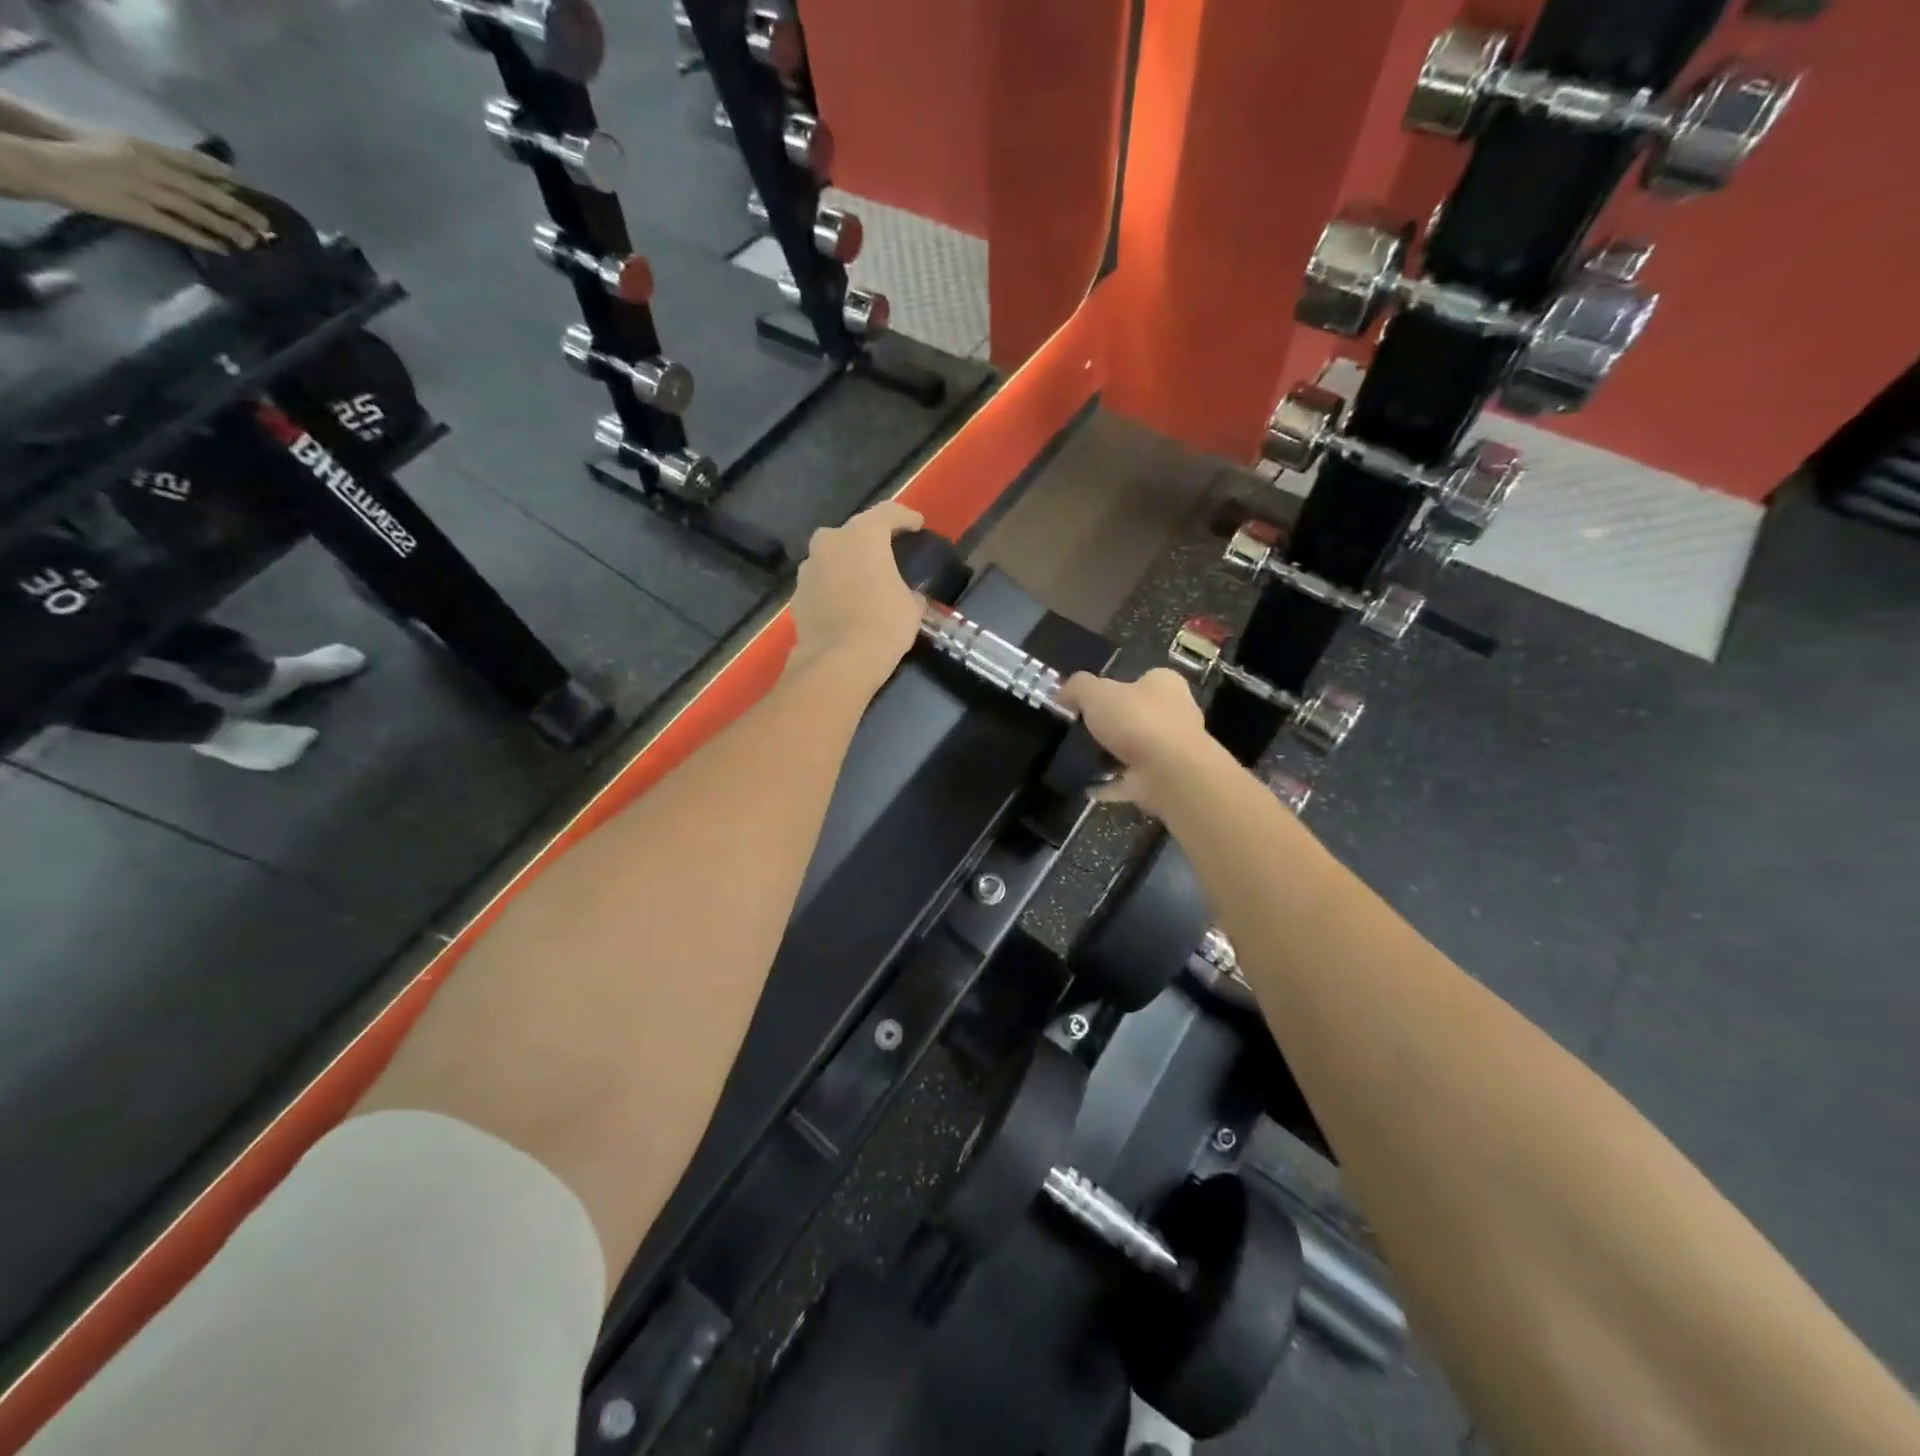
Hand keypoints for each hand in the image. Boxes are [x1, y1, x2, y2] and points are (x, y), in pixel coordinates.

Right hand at [27, 134, 270, 251]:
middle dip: (240, 210)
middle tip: (267, 226)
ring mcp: (145, 191)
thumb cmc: (85, 154)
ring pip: (198, 213)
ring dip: (228, 229)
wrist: (46, 164)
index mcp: (146, 149)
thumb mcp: (123, 146)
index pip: (195, 161)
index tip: (254, 189)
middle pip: (205, 192)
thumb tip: (196, 177)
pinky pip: (179, 229)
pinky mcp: (138, 212)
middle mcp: (150, 168)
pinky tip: (223, 250)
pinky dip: (203, 240)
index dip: (227, 176)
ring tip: (252, 243)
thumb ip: (159, 160)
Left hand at [789, 501, 926, 689]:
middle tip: (886, 556)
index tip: (917, 525)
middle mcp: (829, 542)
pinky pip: (820, 583)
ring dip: (847, 565)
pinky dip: (832, 589)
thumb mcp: (912, 607)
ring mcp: (807, 568)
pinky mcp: (796, 595)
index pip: (888, 513)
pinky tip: (844, 606)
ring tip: (863, 584)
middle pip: (853, 533)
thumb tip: (909, 596)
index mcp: (862, 535)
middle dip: (870, 542)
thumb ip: (910, 591)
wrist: (839, 662)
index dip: (905, 517)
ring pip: (832, 558)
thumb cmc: (884, 625)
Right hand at [1059, 668, 1219, 817]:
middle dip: (1117, 723)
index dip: (1118, 687)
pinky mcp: (1164, 780)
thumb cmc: (1137, 721)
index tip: (1092, 701)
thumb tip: (1062, 691)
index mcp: (1165, 685)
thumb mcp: (1096, 693)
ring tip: (1082, 758)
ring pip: (1138, 750)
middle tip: (1084, 730)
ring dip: (1115, 755)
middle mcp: (1176, 714)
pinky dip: (1111, 784)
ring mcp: (1172, 751)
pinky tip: (1088, 788)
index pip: (1143, 679)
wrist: (1170, 772)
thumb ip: (1077, 688)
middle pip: (1141, 715)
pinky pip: (1130, 780)